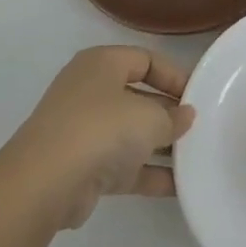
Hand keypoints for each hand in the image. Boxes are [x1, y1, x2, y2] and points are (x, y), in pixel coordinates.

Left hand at [0, 46, 194, 230]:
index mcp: (102, 64)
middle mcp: (89, 91)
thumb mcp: (150, 117)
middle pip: (138, 96)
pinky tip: (178, 186)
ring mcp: (82, 130)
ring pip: (130, 133)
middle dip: (168, 113)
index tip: (200, 96)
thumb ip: (173, 116)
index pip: (146, 59)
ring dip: (160, 146)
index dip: (175, 75)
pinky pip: (122, 165)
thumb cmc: (101, 129)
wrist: (45, 183)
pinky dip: (147, 173)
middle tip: (199, 128)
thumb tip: (185, 115)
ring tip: (195, 157)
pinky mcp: (81, 167)